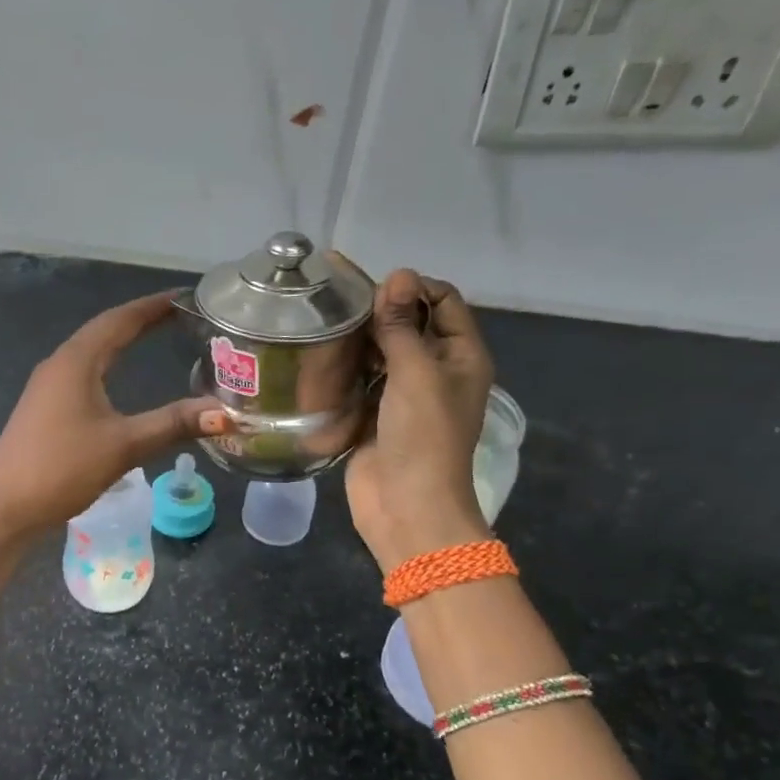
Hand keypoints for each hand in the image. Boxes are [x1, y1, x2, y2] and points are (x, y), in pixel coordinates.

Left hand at [0, 292, 223, 541]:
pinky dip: (108, 366)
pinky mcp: (44, 410)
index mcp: (76, 361)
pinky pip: (83, 374)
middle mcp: (59, 365)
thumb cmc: (61, 468)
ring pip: (92, 353)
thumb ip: (172, 424)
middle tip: (179, 317)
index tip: (186, 297)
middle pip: (105, 331)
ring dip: (122, 342)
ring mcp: (47, 388)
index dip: (154, 306)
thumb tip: (224, 412)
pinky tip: (119, 380)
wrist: (3, 508)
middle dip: (141, 321)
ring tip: (156, 338)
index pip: (120, 320)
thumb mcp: (123, 445)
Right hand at [345, 270, 494, 570]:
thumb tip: (398, 274)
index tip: (370, 288)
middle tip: (333, 298)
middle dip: (379, 308)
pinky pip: (361, 378)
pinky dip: (345, 364)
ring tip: (319, 318)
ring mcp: (403, 394)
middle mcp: (435, 370)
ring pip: (381, 350)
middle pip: (410, 323)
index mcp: (461, 356)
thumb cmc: (423, 436)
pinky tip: (317, 352)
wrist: (405, 506)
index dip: (412, 287)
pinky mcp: (374, 413)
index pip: (443, 300)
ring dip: (358, 336)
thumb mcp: (417, 373)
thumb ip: (403, 325)